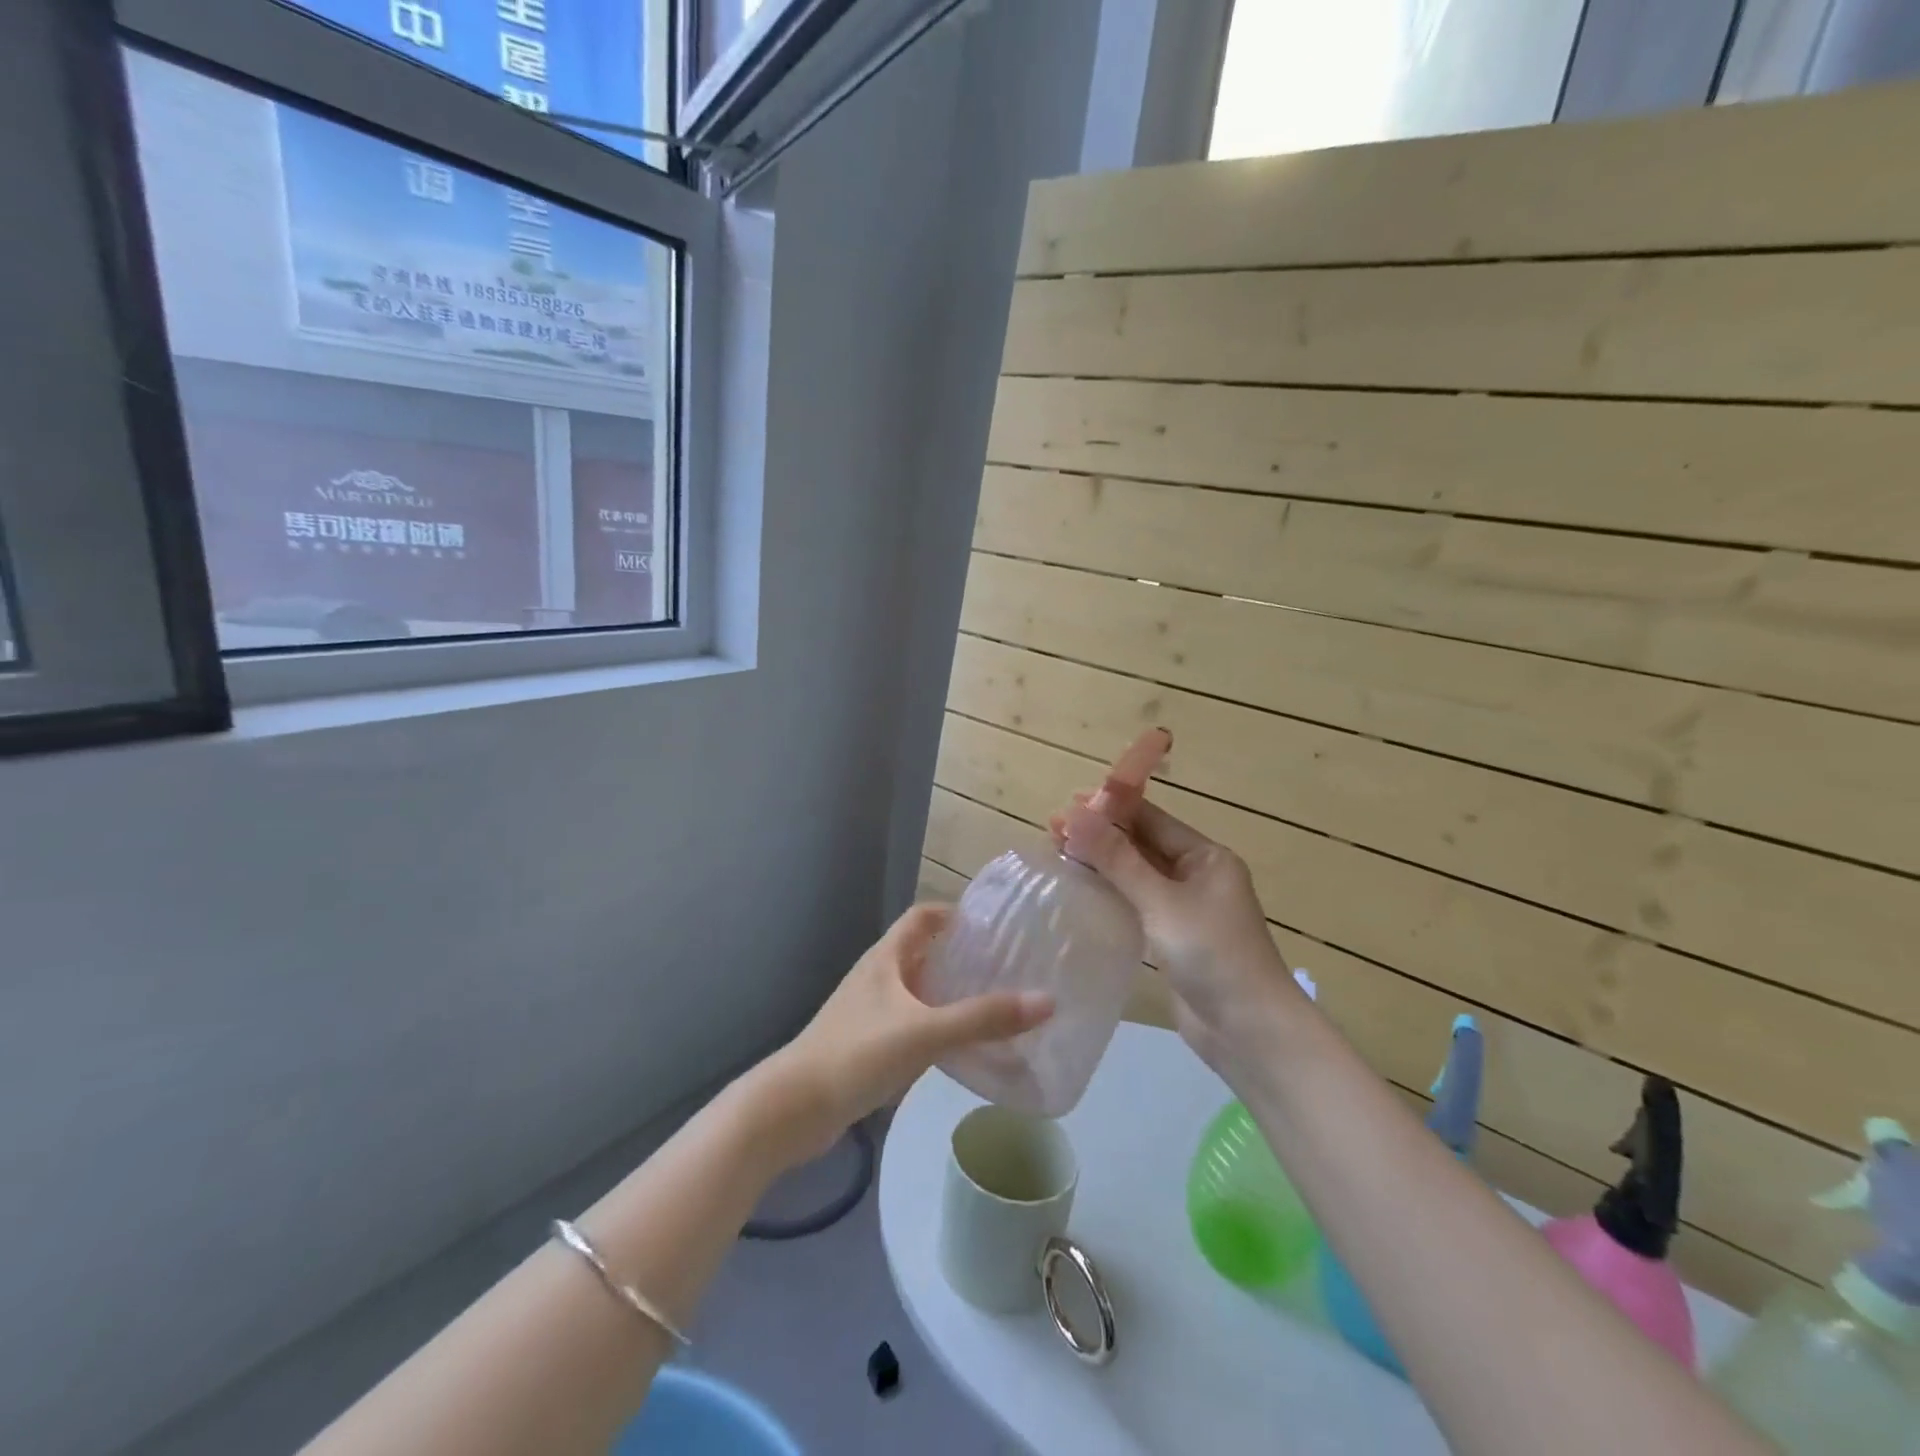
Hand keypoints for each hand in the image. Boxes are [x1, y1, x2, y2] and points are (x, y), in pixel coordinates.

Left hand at [764, 905, 1053, 1162]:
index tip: (993, 924)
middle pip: (923, 952)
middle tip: (1005, 966)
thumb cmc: (857, 1054)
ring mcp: (869, 1012)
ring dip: (949, 993)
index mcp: (885, 958)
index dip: (955, 913)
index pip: (922, 917)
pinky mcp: (866, 1045)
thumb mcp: (925, 1032)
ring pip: (918, 991)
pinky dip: (936, 1026)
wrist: (793, 1109)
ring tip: (993, 1004)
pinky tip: (960, 1047)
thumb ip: (983, 1018)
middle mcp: (877, 976)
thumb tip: (1046, 1001)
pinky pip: (910, 1023)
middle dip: (960, 956)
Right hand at [1059, 798, 1305, 1084]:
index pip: (1152, 819)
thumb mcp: (1161, 901)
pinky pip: (1135, 904)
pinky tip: (1079, 890)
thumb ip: (1117, 858)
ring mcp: (1184, 908)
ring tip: (1057, 852)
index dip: (1109, 808)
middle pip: (1141, 844)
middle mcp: (1197, 875)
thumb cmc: (1212, 954)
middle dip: (1100, 835)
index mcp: (1206, 857)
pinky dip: (1109, 893)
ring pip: (1135, 875)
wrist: (1248, 1032)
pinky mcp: (1172, 938)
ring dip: (1101, 863)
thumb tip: (1074, 815)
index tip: (1066, 804)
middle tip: (1052, 829)